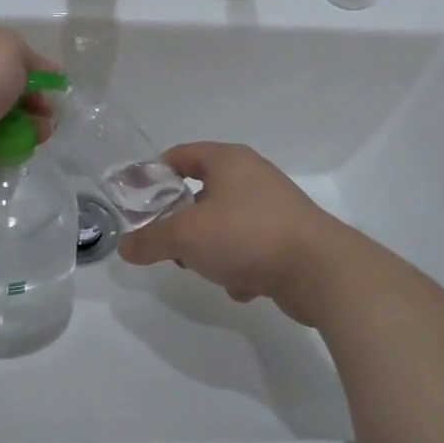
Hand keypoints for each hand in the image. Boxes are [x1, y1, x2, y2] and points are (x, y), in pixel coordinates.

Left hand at [0, 27, 57, 208]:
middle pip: (2, 84)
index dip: (34, 67)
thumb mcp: (9, 50)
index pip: (6, 51)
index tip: (55, 88)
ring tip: (36, 140)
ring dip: (21, 125)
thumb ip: (27, 56)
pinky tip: (8, 153)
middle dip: (31, 100)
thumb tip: (37, 71)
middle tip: (46, 118)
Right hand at [119, 143, 340, 324]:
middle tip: (168, 244)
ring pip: (225, 224)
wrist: (318, 270)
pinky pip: (249, 248)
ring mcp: (273, 207)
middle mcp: (252, 176)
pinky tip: (243, 287)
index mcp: (228, 160)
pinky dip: (240, 267)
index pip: (180, 155)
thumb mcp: (186, 236)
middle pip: (202, 192)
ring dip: (211, 249)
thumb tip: (125, 247)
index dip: (153, 174)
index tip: (135, 199)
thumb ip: (151, 239)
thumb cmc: (246, 235)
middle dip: (181, 222)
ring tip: (206, 270)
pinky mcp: (288, 238)